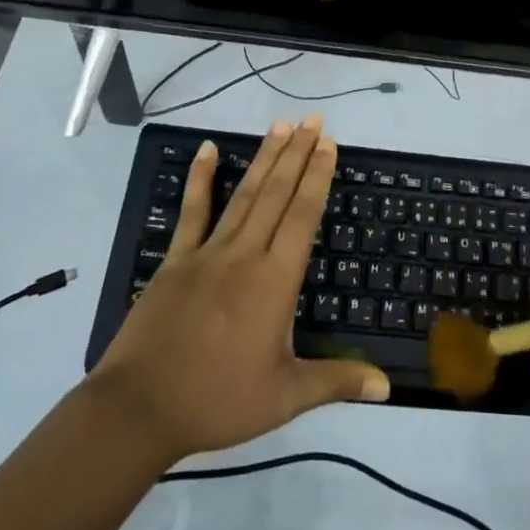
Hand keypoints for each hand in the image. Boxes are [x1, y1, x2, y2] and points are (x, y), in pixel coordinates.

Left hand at [90, 118, 389, 465]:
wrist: (141, 409)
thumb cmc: (218, 401)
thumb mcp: (285, 397)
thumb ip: (337, 382)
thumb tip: (388, 387)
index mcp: (275, 280)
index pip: (303, 215)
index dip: (317, 176)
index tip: (328, 144)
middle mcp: (246, 254)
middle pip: (277, 193)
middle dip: (298, 153)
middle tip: (313, 120)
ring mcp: (208, 251)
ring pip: (244, 194)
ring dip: (265, 157)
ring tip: (281, 125)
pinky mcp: (177, 259)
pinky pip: (192, 211)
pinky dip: (200, 178)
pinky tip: (206, 148)